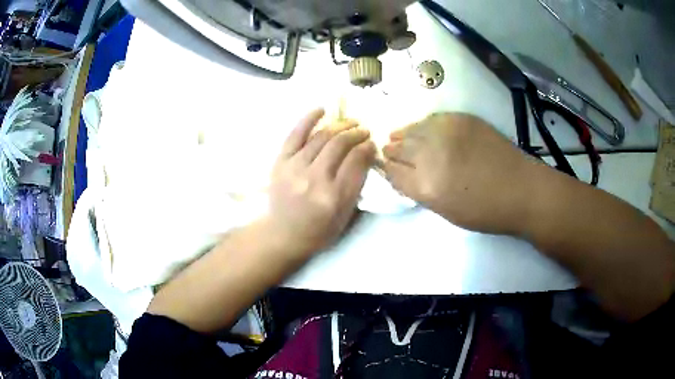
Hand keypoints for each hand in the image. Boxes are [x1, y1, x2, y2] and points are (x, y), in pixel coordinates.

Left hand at [264, 109, 375, 256]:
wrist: (284, 233)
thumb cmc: (319, 229)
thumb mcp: (346, 214)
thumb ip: (357, 184)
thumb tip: (366, 153)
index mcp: (334, 197)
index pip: (356, 161)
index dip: (367, 147)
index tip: (371, 143)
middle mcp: (314, 180)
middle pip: (339, 145)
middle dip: (356, 133)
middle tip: (364, 130)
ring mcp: (294, 168)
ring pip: (321, 137)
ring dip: (339, 126)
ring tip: (350, 123)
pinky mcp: (280, 162)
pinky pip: (295, 134)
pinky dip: (308, 119)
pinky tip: (322, 110)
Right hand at [383, 113, 539, 234]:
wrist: (521, 189)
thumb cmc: (485, 210)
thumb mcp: (445, 211)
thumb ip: (418, 191)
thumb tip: (401, 174)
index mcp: (426, 186)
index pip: (392, 171)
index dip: (387, 169)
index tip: (386, 167)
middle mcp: (431, 155)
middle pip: (398, 148)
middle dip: (392, 151)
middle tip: (389, 151)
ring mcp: (446, 132)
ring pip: (412, 129)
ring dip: (403, 135)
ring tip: (399, 137)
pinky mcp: (461, 118)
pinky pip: (431, 119)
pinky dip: (422, 125)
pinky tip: (422, 129)